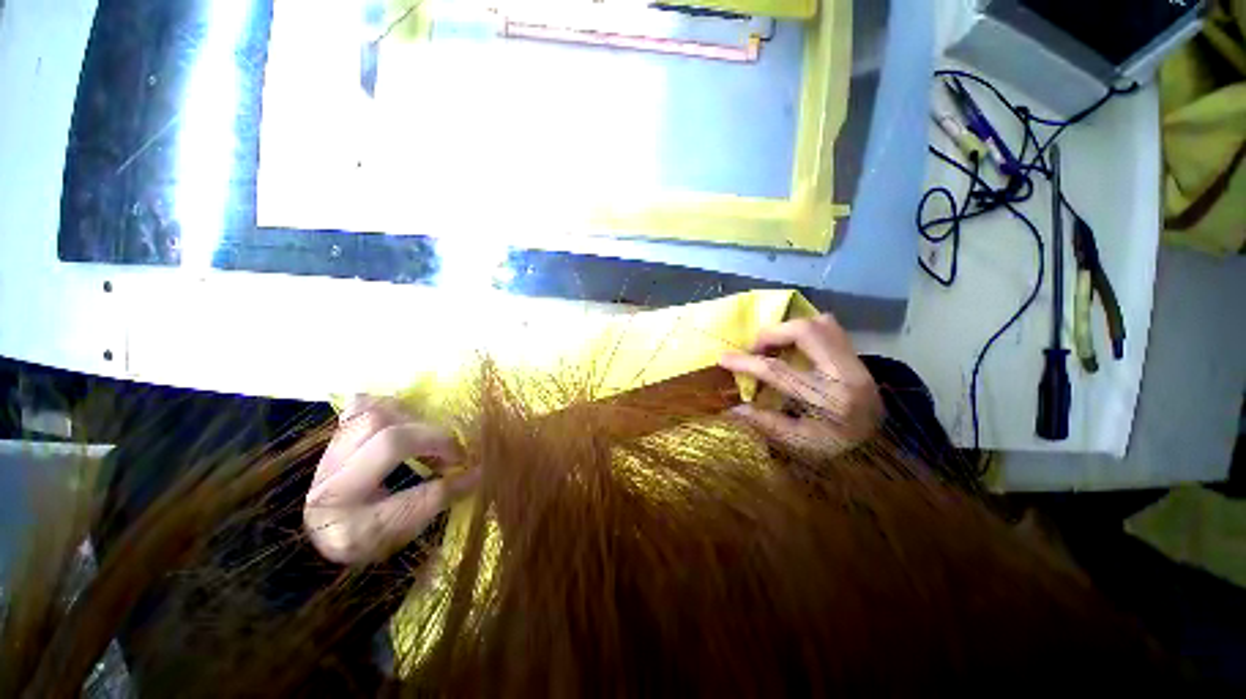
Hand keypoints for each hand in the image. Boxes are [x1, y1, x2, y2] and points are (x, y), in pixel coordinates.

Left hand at [304, 396, 478, 564]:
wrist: (318, 533)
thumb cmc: (370, 537)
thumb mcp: (403, 533)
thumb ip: (437, 502)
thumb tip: (476, 473)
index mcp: (353, 528)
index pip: (413, 500)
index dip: (452, 484)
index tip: (478, 472)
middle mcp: (334, 489)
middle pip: (391, 443)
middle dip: (435, 441)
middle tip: (455, 451)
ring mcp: (328, 459)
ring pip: (375, 418)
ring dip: (414, 421)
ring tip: (429, 434)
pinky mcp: (332, 439)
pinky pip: (359, 408)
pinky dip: (387, 406)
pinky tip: (404, 417)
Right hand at [719, 314, 882, 457]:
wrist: (883, 446)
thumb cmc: (837, 449)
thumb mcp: (799, 442)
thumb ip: (765, 423)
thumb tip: (732, 407)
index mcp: (828, 400)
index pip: (779, 371)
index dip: (746, 362)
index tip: (723, 357)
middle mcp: (845, 373)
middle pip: (805, 331)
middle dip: (771, 334)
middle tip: (755, 348)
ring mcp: (855, 360)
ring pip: (820, 323)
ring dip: (788, 328)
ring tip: (773, 345)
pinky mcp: (857, 355)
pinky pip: (829, 326)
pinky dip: (805, 329)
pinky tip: (794, 345)